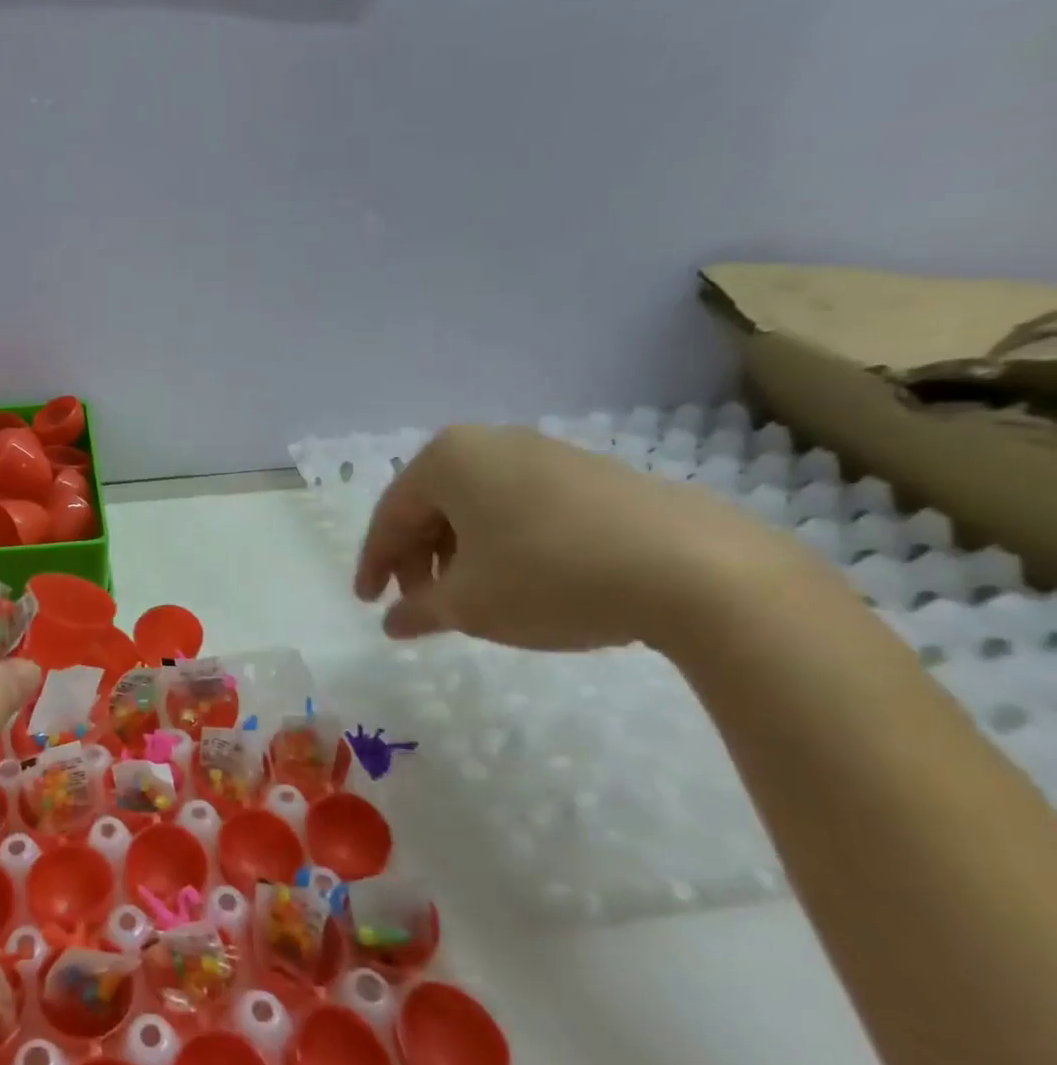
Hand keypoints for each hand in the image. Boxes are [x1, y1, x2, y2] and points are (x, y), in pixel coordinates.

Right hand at [354, 425, 815, 652]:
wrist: (696, 568)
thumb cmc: (550, 576)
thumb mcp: (469, 604)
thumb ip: (418, 611)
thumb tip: (393, 623)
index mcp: (447, 459)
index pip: (391, 515)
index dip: (374, 564)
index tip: (369, 604)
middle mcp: (490, 442)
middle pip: (432, 506)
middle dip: (419, 559)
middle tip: (421, 606)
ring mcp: (545, 452)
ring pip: (476, 506)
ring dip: (459, 554)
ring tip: (469, 598)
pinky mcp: (590, 473)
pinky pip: (520, 506)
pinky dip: (502, 543)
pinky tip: (519, 580)